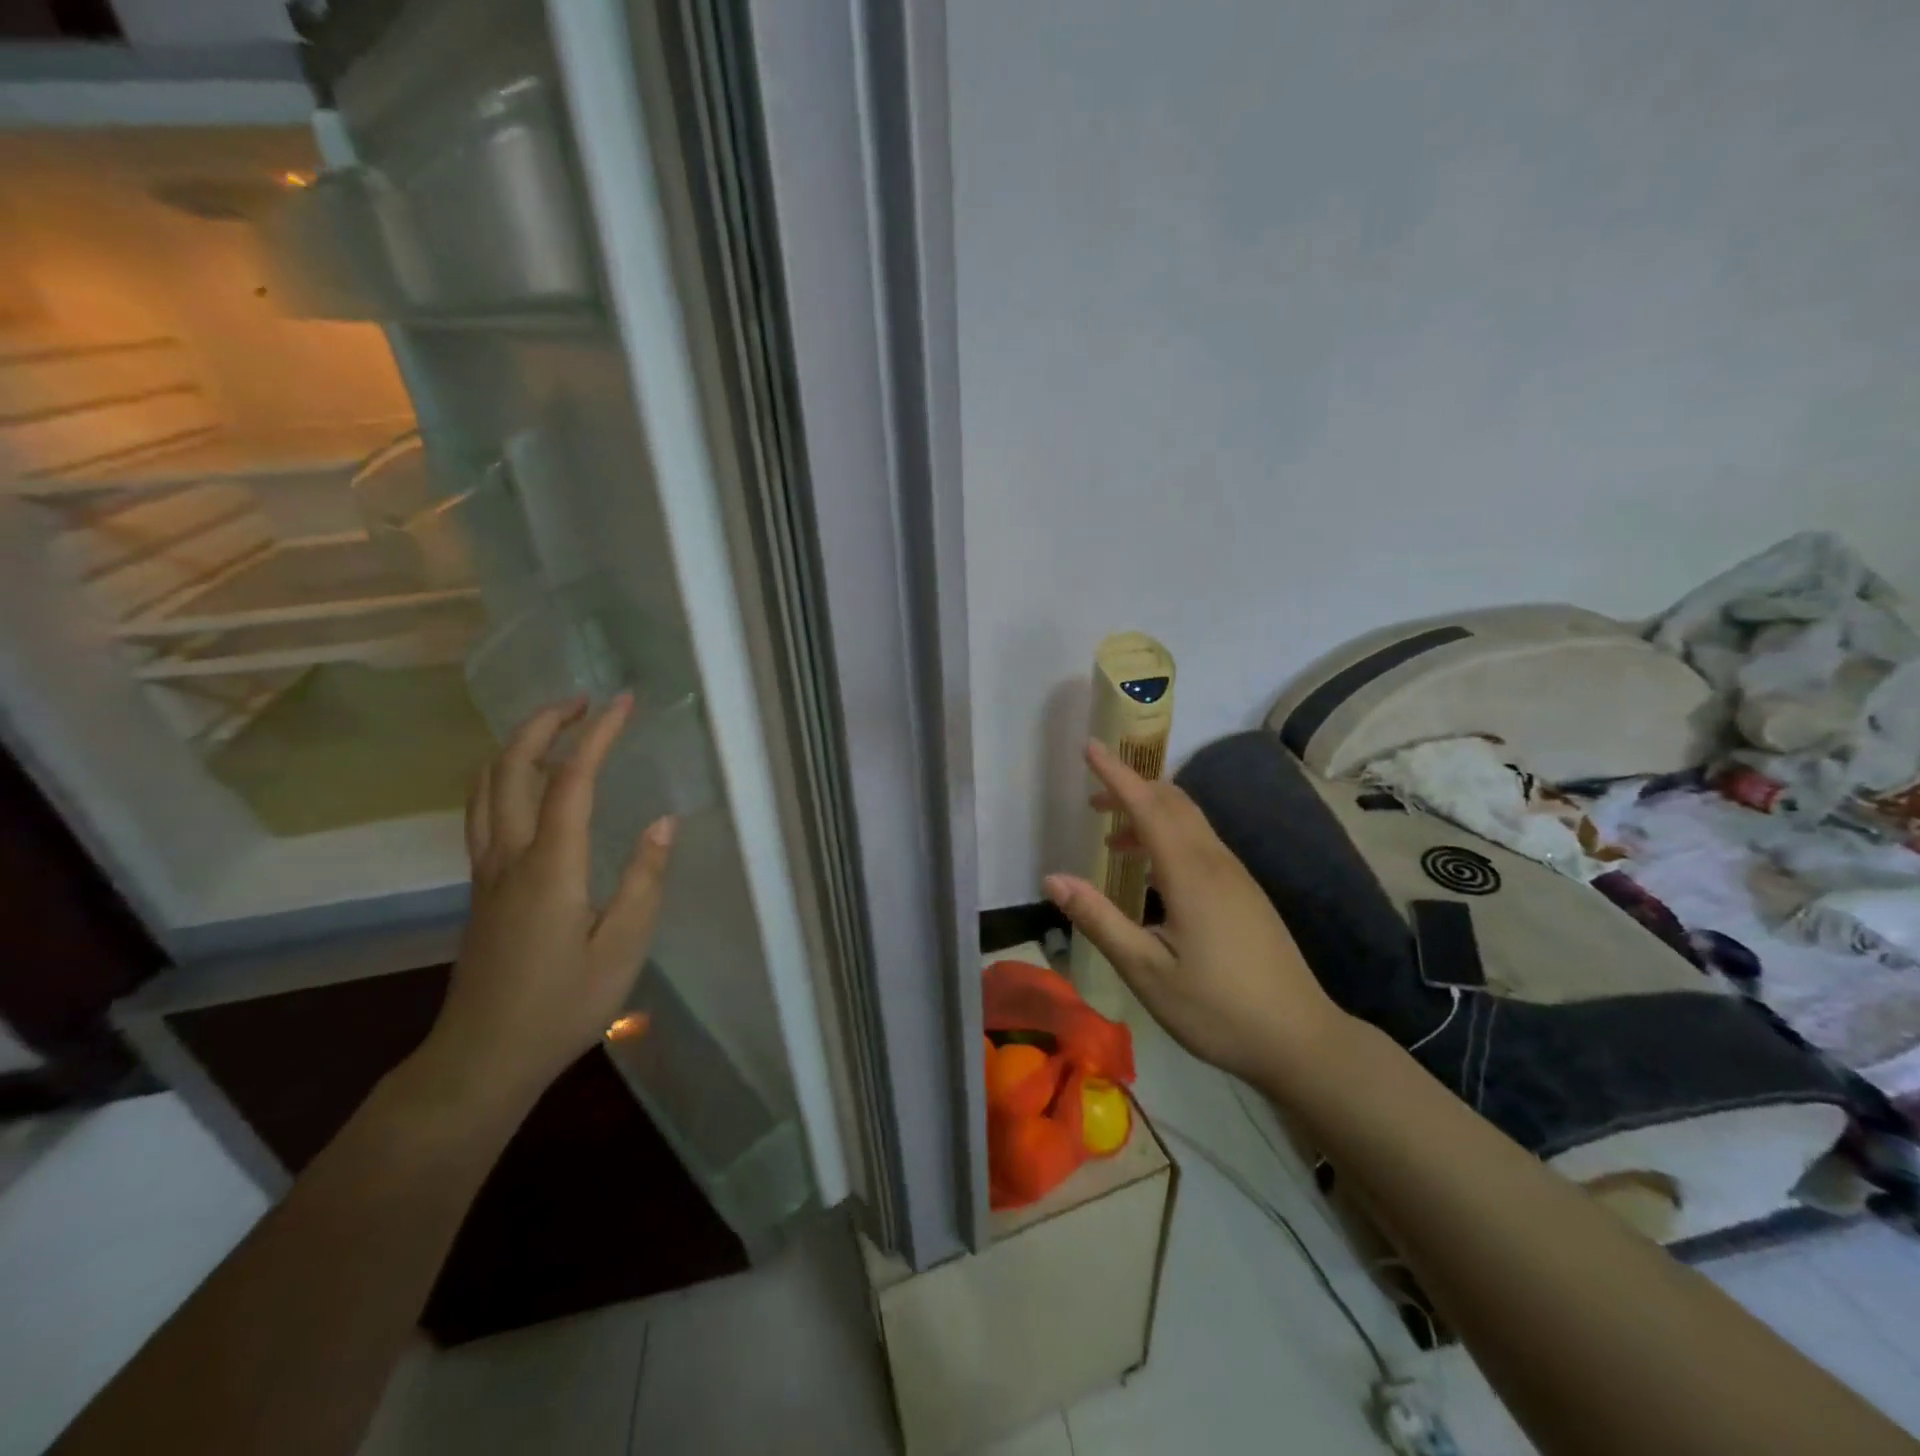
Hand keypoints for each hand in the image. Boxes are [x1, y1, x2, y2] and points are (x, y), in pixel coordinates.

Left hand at [422, 694, 675, 1101]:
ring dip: (518, 745)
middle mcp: (509, 855)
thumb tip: (664, 822)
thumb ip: (645, 880)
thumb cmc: (563, 1005)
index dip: (598, 735)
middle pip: (512, 768)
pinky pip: (483, 810)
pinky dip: (504, 776)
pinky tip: (528, 784)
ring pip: (487, 786)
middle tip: (584, 701)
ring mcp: (487, 870)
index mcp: (550, 866)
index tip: (623, 702)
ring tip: (558, 729)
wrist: (483, 1057)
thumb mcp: (624, 948)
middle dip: (545, 723)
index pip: (572, 781)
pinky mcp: (481, 886)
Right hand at [1043, 740, 1343, 1084]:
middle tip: (1092, 799)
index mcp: (1190, 873)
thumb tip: (1052, 879)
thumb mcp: (1146, 971)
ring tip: (1111, 837)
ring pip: (1189, 821)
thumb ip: (1099, 919)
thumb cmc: (1216, 1009)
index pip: (1147, 806)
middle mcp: (1215, 862)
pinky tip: (1151, 871)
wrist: (1300, 1039)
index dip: (1115, 774)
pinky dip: (1168, 836)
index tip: (1088, 746)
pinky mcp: (1244, 892)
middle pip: (1173, 802)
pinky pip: (1200, 843)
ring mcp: (1236, 876)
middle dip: (1131, 788)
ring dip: (1149, 813)